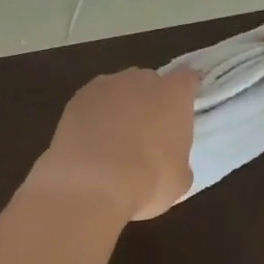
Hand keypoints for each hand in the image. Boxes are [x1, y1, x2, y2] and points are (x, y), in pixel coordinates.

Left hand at [29, 67, 198, 221]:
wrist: (93, 183)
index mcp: (174, 94)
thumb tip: (171, 161)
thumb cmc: (149, 181)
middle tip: (147, 131)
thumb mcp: (179, 178)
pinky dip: (92, 118)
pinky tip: (90, 143)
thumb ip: (179, 158)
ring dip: (118, 108)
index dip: (186, 91)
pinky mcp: (75, 100)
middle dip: (149, 101)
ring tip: (114, 139)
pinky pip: (91, 105)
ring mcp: (104, 86)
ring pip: (117, 91)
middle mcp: (140, 80)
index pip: (187, 79)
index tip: (184, 106)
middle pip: (149, 82)